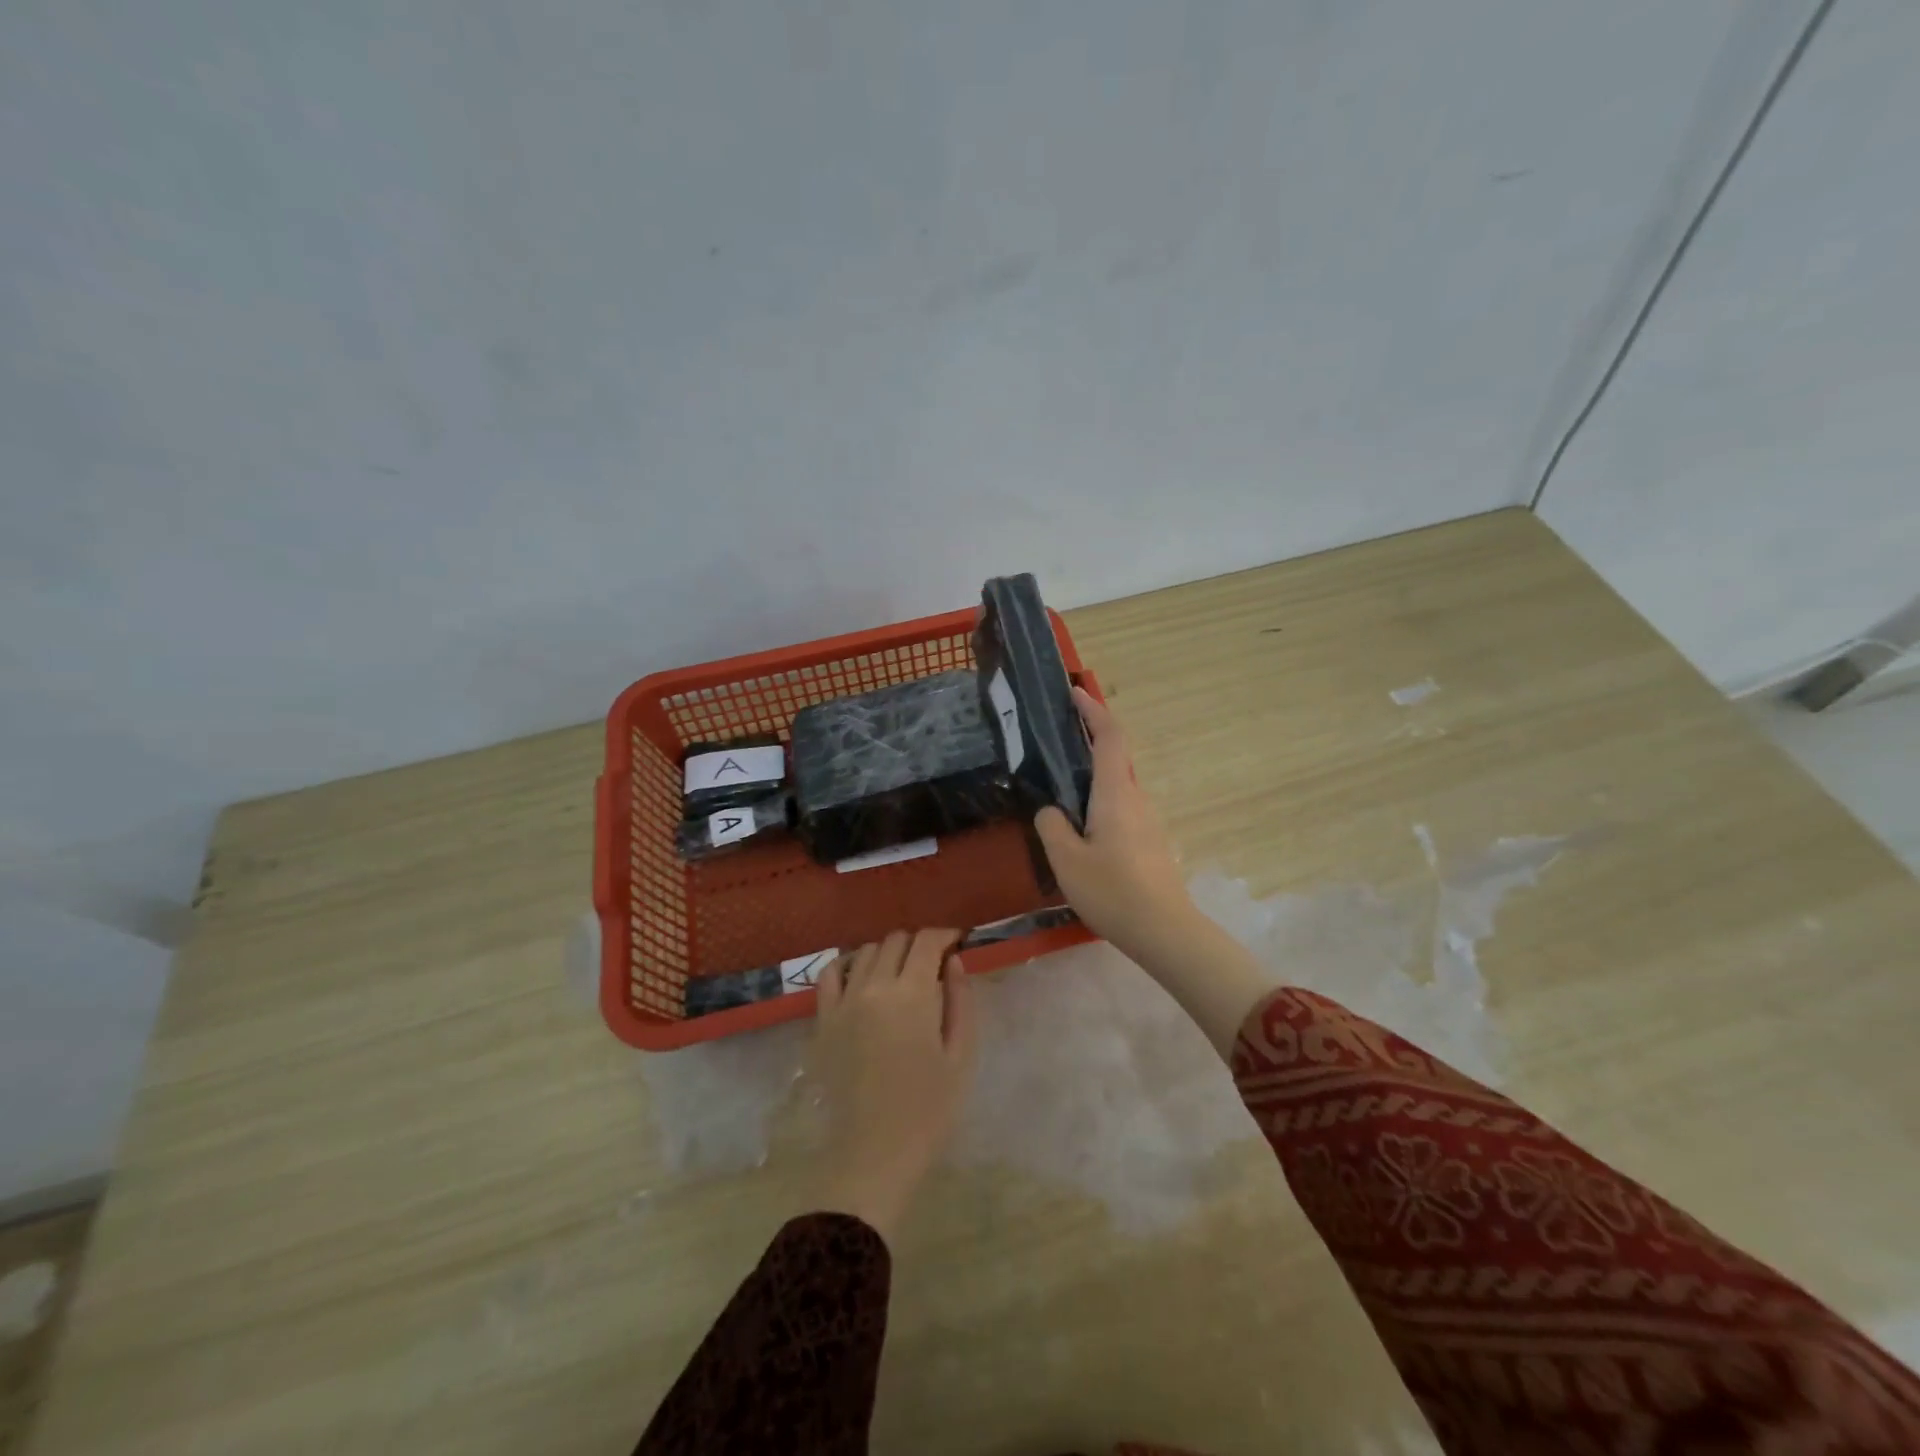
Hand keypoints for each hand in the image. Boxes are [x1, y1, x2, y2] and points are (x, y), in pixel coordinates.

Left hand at [810, 928, 975, 1241]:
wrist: (875, 1153)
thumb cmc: (928, 1109)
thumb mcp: (961, 1054)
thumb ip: (960, 1000)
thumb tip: (953, 961)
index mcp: (912, 994)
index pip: (926, 941)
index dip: (945, 935)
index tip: (957, 943)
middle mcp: (874, 986)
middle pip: (896, 940)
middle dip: (918, 944)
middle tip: (933, 964)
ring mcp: (843, 1002)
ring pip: (866, 952)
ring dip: (887, 953)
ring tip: (900, 974)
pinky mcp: (823, 1020)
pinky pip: (829, 974)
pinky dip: (847, 965)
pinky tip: (861, 978)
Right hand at [1034, 687, 1195, 961]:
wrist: (1165, 931)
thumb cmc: (1113, 891)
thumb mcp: (1067, 860)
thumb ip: (1051, 826)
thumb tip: (1051, 810)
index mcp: (1116, 793)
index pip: (1110, 737)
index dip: (1093, 710)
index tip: (1074, 692)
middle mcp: (1136, 798)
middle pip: (1115, 757)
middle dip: (1089, 739)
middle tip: (1055, 738)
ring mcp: (1147, 821)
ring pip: (1117, 786)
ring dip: (1092, 775)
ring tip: (1059, 786)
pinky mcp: (1149, 842)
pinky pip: (1121, 808)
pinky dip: (1099, 800)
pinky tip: (1080, 826)